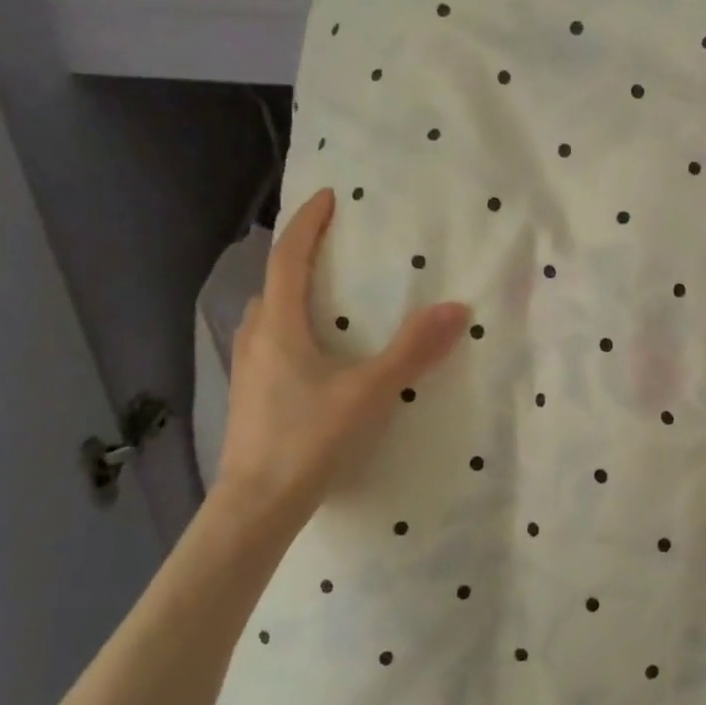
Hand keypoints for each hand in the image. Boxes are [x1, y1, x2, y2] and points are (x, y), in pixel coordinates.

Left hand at [215, 188, 468, 532]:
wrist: (256, 507)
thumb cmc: (308, 440)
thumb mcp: (369, 393)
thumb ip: (412, 350)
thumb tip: (456, 308)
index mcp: (279, 326)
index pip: (288, 257)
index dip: (307, 223)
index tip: (328, 197)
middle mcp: (256, 339)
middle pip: (274, 283)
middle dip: (300, 257)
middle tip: (335, 249)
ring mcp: (248, 370)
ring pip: (269, 316)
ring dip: (294, 295)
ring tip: (330, 298)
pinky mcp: (252, 397)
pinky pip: (272, 343)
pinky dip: (294, 329)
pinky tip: (319, 356)